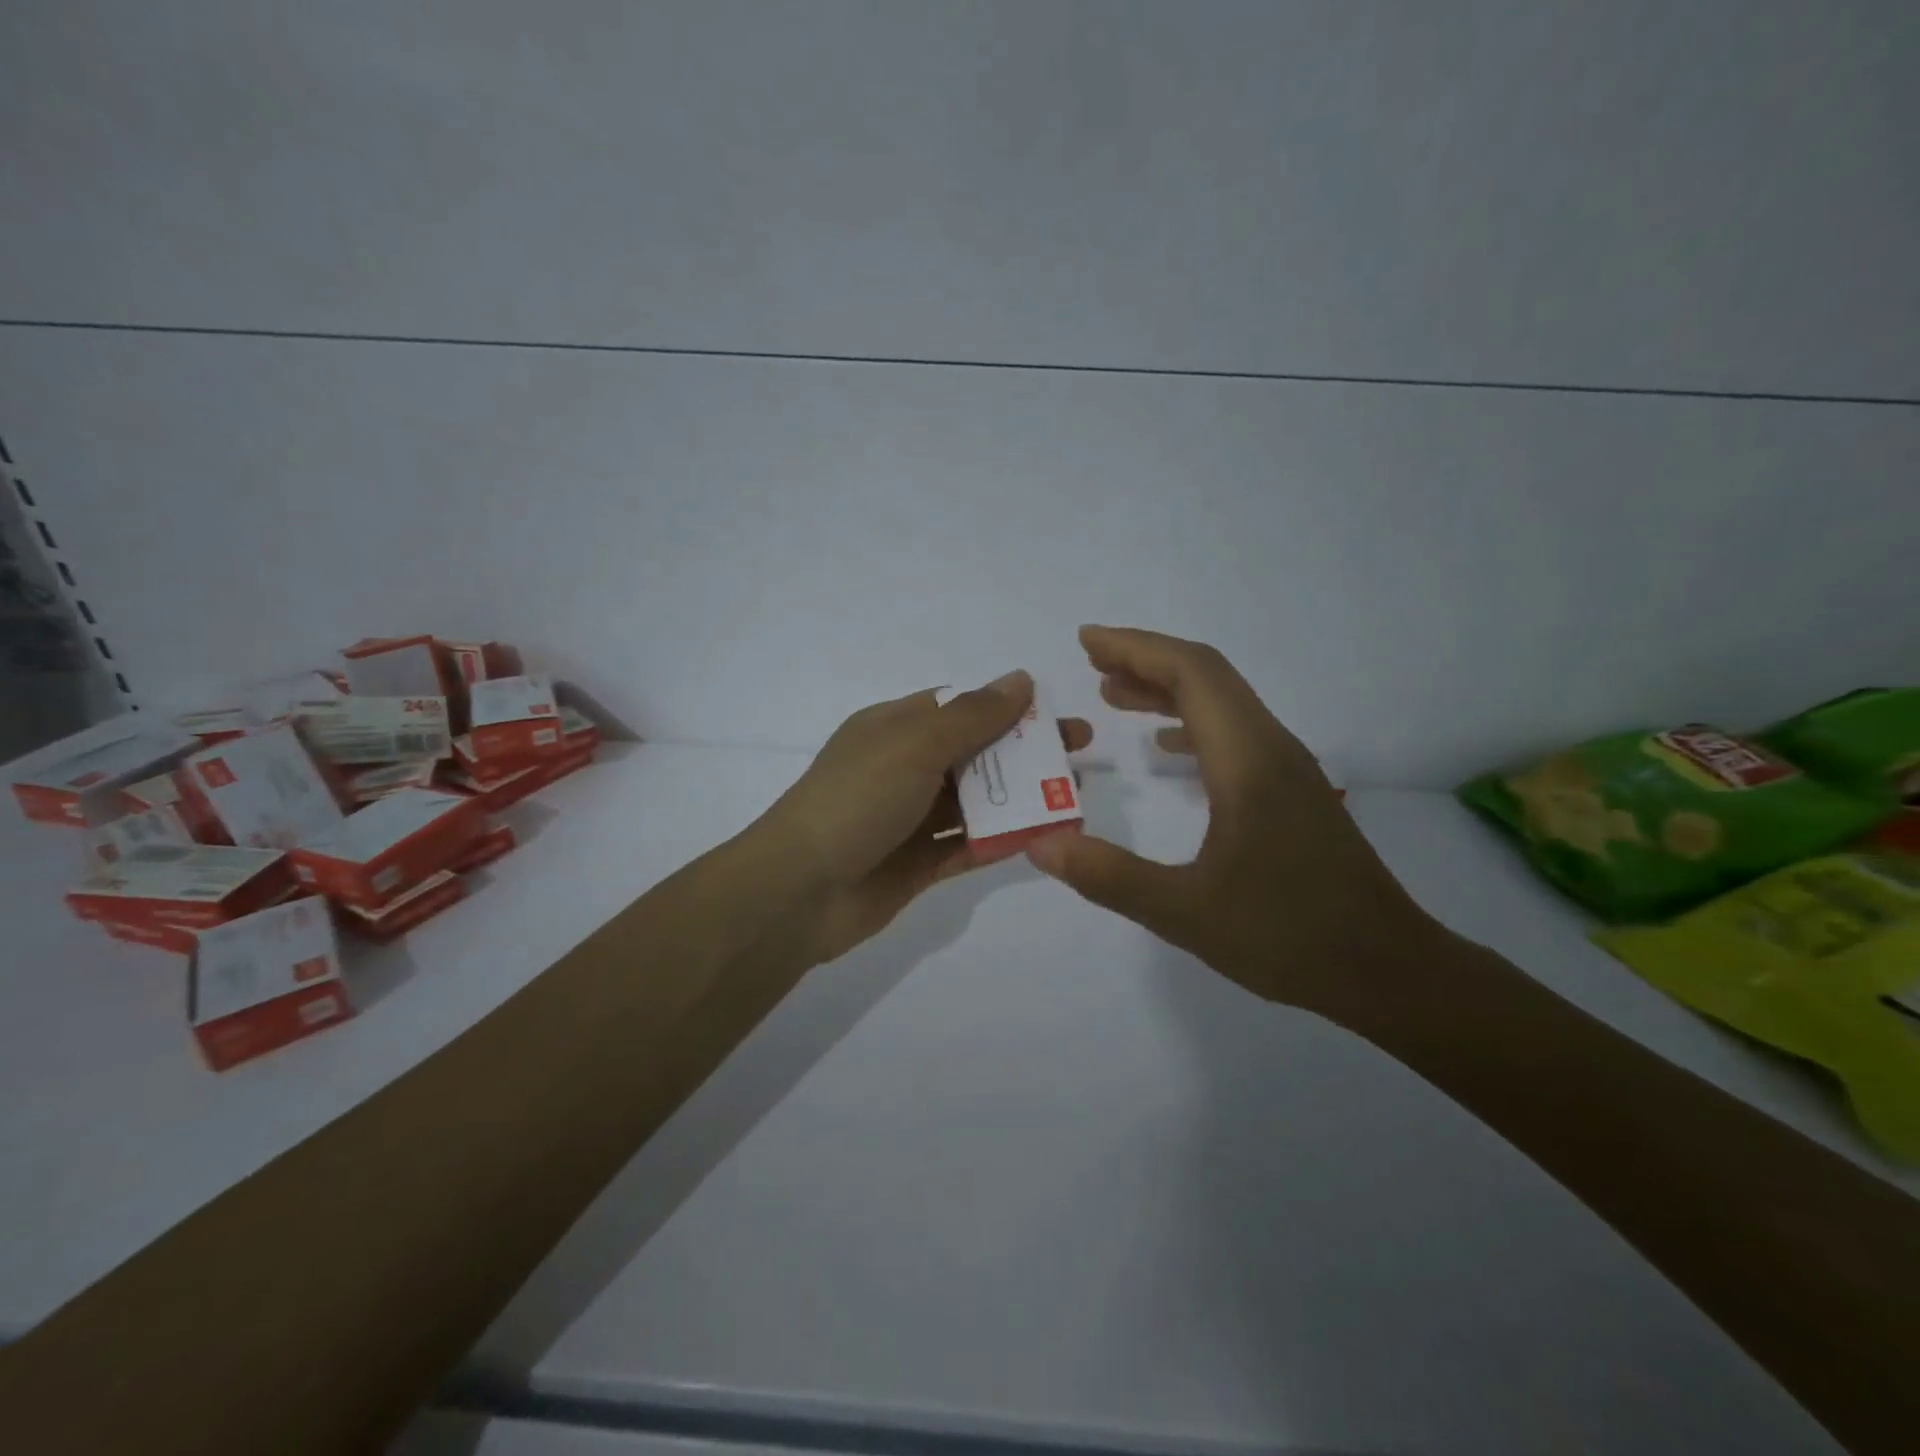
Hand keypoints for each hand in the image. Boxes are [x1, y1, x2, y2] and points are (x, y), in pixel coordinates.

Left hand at [758, 672, 1092, 965]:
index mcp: (894, 728)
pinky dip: (1004, 838)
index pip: (959, 708)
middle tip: (1081, 754)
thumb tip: (1020, 679)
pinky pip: (970, 844)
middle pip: (976, 753)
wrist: (800, 890)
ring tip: (1074, 797)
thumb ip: (972, 715)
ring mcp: (911, 818)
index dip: (1009, 707)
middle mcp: (904, 768)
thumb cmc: (857, 799)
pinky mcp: (919, 863)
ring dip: (1022, 797)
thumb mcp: (915, 744)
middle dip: (1026, 752)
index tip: (1055, 714)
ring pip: (977, 801)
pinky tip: (1045, 836)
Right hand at [1025, 626, 1437, 1022]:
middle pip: (1208, 676)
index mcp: (1248, 761)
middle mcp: (1271, 748)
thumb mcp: (1186, 914)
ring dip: (1168, 689)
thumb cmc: (1289, 937)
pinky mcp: (1291, 791)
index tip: (1086, 642)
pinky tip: (1164, 749)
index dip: (1136, 649)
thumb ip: (1110, 876)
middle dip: (1146, 660)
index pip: (1192, 674)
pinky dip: (1191, 723)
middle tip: (1091, 662)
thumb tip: (1040, 843)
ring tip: (1114, 694)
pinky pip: (1234, 734)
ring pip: (1223, 703)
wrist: (1388, 970)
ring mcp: (1286, 768)